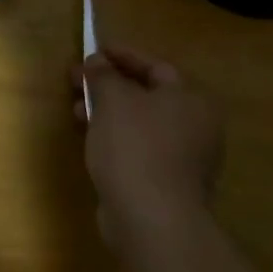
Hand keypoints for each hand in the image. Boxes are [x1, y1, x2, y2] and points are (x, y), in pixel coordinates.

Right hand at [73, 47, 222, 246]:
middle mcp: (196, 126)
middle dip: (109, 86)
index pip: (155, 66)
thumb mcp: (113, 100)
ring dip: (108, 113)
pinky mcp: (167, 185)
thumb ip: (104, 75)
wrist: (152, 220)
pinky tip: (91, 140)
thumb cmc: (135, 147)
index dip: (122, 56)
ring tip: (76, 110)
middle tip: (77, 80)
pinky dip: (116, 139)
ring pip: (140, 124)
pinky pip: (138, 149)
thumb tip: (97, 61)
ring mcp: (184, 159)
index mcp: (191, 99)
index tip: (93, 51)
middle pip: (147, 95)